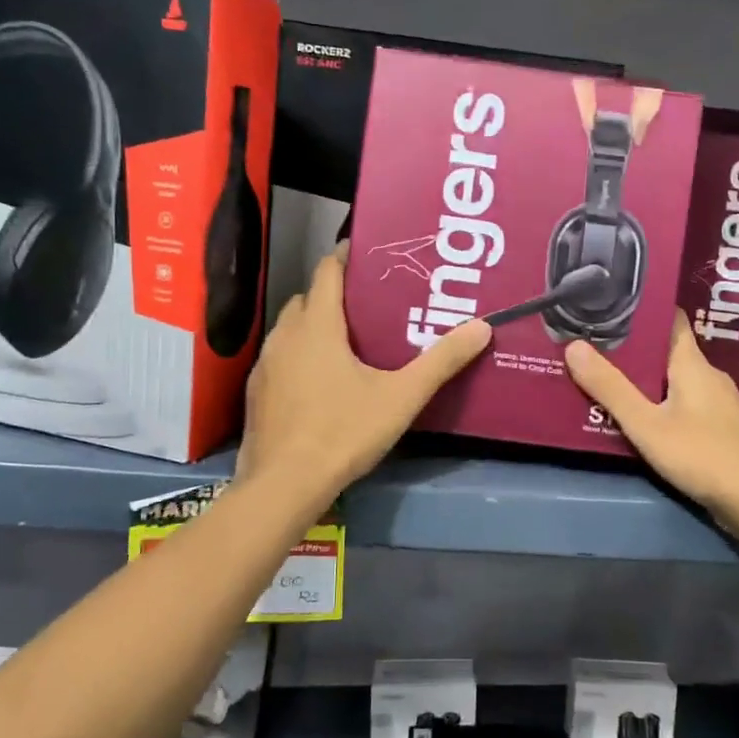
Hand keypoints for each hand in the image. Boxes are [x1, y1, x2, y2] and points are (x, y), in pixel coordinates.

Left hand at [238, 246, 490, 504]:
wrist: (284, 484)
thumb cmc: (344, 432)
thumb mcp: (401, 397)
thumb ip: (441, 362)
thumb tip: (482, 327)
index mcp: (318, 326)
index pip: (327, 272)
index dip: (345, 257)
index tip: (367, 253)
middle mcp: (286, 336)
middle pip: (306, 298)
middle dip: (331, 293)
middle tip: (365, 303)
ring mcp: (265, 364)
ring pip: (289, 328)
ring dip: (311, 324)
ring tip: (343, 339)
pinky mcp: (256, 391)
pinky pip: (279, 357)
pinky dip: (297, 354)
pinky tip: (317, 380)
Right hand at [566, 311, 738, 533]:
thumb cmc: (702, 454)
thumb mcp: (646, 423)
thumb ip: (610, 388)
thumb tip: (574, 346)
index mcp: (692, 363)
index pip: (671, 319)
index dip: (644, 310)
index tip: (611, 304)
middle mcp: (708, 375)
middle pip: (668, 351)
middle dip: (634, 349)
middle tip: (594, 346)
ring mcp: (718, 403)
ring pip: (675, 379)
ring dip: (646, 379)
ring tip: (608, 380)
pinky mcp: (720, 428)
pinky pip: (684, 403)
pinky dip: (660, 403)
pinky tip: (640, 417)